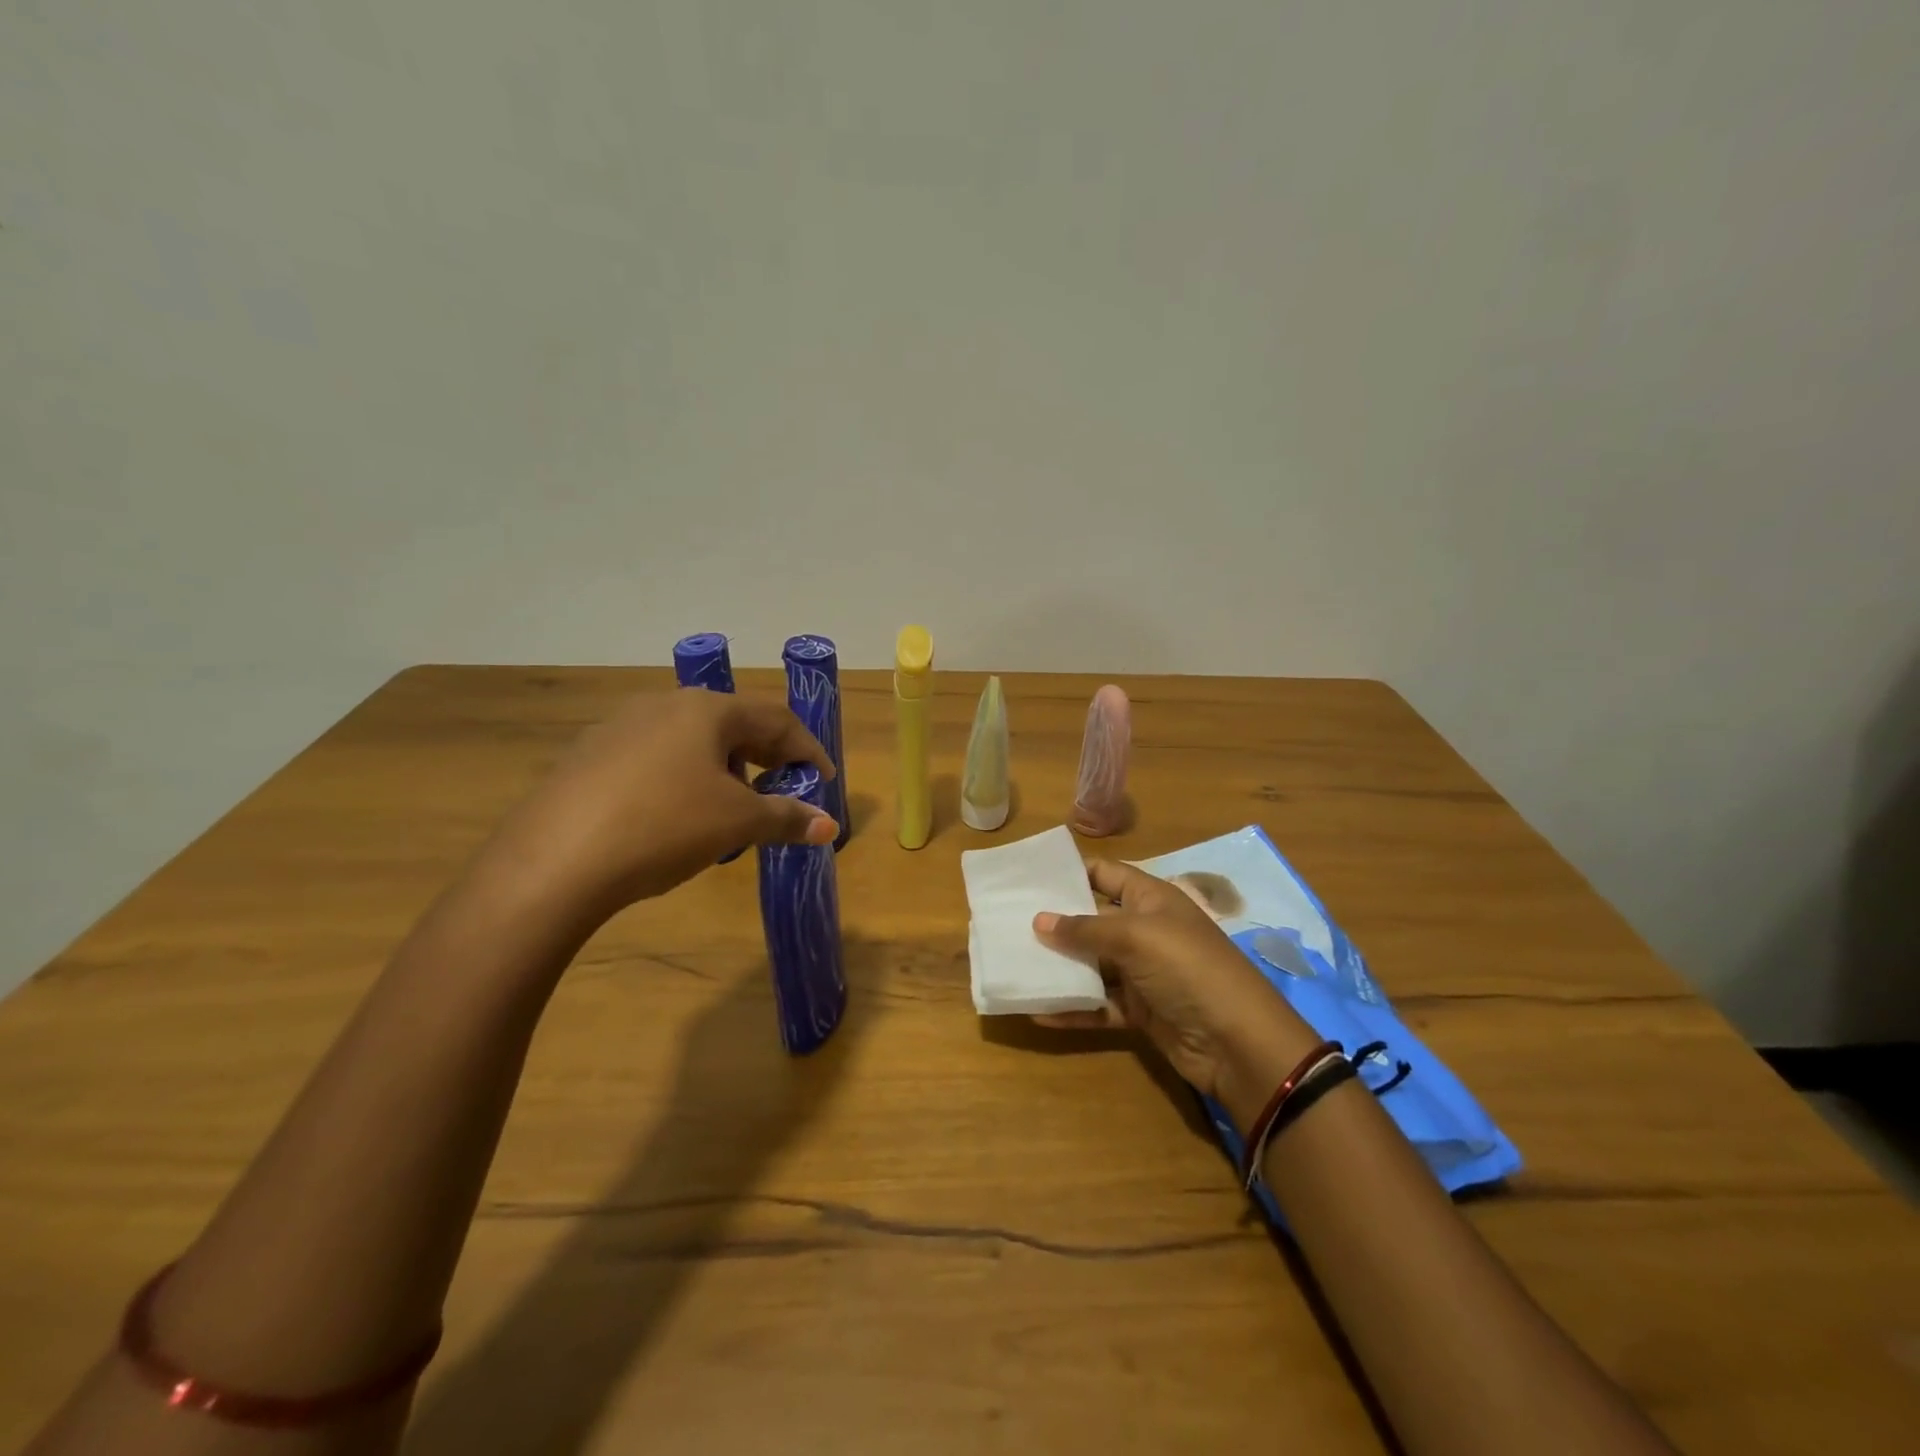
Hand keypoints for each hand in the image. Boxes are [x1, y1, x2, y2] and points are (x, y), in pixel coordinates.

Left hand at [483, 689, 836, 922]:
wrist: (553, 861)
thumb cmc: (664, 826)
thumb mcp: (736, 823)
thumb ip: (787, 818)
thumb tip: (829, 825)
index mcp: (706, 710)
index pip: (776, 720)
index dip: (807, 750)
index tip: (824, 781)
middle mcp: (664, 705)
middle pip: (733, 725)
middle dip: (766, 758)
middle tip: (785, 791)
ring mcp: (620, 727)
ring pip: (692, 741)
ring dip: (725, 769)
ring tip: (731, 808)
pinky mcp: (589, 756)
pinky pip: (655, 759)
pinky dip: (683, 779)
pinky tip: (676, 815)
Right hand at [1033, 860, 1320, 1130]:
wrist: (1237, 1042)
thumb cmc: (1187, 968)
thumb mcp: (1136, 937)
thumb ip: (1085, 929)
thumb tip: (1039, 920)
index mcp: (1150, 899)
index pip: (1105, 874)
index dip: (1070, 874)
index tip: (1028, 880)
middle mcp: (1145, 930)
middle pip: (1092, 920)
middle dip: (1055, 922)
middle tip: (1007, 923)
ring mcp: (1142, 972)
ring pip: (1092, 964)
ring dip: (1059, 967)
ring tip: (1015, 965)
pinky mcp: (1140, 1010)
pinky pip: (1098, 1004)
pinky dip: (1073, 1008)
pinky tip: (1038, 1013)